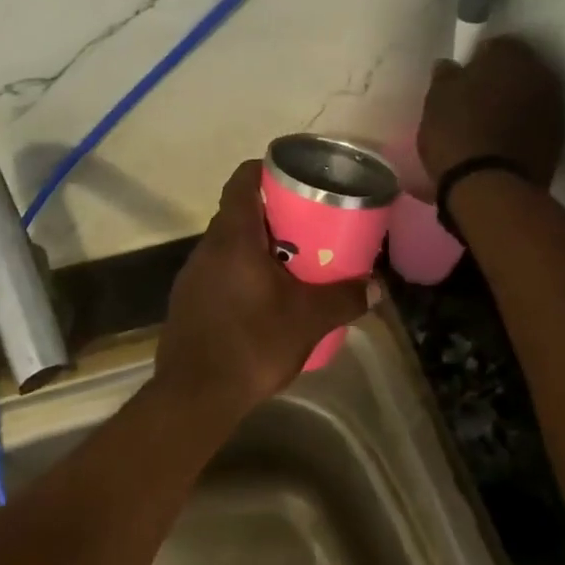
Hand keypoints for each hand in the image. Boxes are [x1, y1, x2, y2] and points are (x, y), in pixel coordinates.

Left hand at [155, 160, 371, 411]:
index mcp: (233, 238)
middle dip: (271, 214)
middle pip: (237, 213)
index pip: (242, 181)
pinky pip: (217, 271)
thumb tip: (378, 288)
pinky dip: (240, 272)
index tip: (292, 176)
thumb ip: (345, 299)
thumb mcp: (309, 320)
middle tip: (306, 225)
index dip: (265, 169)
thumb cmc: (253, 344)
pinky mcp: (186, 300)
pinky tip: (262, 299)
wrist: (195, 395)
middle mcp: (207, 247)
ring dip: (256, 247)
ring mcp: (191, 274)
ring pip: (227, 245)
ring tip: (289, 262)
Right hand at [418, 33, 564, 186]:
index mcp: (511, 55)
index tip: (463, 78)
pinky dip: (524, 126)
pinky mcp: (558, 138)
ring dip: (514, 103)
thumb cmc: (456, 134)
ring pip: (530, 95)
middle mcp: (541, 73)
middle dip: (501, 79)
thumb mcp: (435, 100)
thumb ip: (445, 75)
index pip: (495, 44)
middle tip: (476, 100)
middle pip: (519, 69)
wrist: (489, 187)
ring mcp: (555, 107)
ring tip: (490, 123)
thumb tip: (451, 66)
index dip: (477, 60)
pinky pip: (537, 122)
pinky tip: (503, 141)